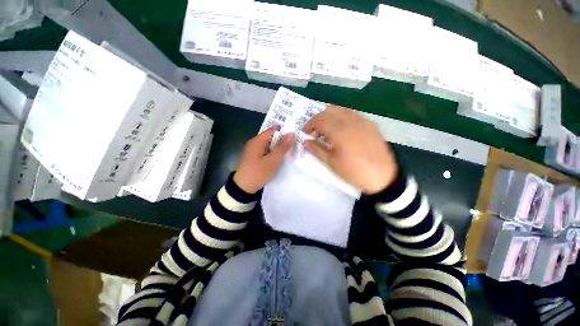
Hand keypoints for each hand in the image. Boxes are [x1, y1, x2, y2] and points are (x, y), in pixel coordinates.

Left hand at [233, 128, 294, 193]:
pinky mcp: (254, 157)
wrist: (243, 188)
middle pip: (271, 137)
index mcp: (257, 141)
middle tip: (294, 146)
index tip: (295, 137)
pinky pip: (266, 151)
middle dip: (282, 141)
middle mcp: (254, 142)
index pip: (273, 130)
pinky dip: (273, 153)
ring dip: (278, 148)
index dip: (284, 132)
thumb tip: (291, 134)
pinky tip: (279, 158)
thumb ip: (282, 147)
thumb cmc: (258, 173)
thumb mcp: (273, 161)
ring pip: (269, 145)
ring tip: (289, 152)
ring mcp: (253, 150)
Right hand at [304, 106, 397, 194]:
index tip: (306, 132)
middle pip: (329, 111)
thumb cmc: (353, 172)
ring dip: (330, 116)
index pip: (320, 119)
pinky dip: (342, 117)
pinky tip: (342, 128)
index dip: (310, 124)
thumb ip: (317, 150)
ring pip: (341, 109)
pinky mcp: (370, 125)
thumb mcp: (332, 163)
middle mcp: (351, 122)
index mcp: (339, 132)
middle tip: (315, 131)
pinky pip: (353, 114)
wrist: (383, 177)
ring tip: (327, 128)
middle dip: (318, 119)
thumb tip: (306, 142)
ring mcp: (362, 121)